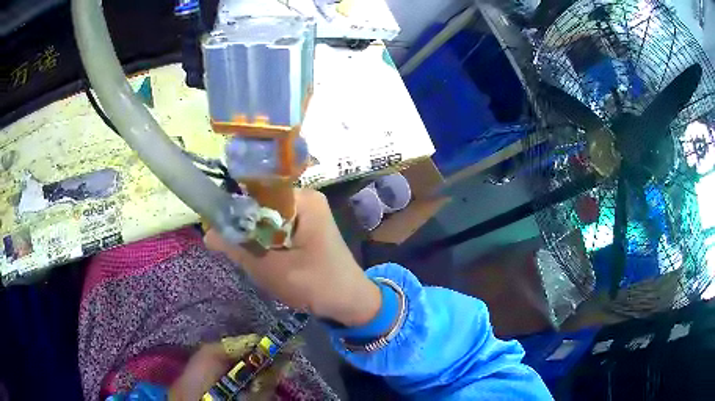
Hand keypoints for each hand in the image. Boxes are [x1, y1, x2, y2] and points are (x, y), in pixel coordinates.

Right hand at [205, 189, 380, 326]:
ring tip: (251, 260)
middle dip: (245, 229)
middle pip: (261, 206)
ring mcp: (306, 214)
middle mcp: (305, 199)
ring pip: (266, 220)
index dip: (234, 209)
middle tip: (234, 251)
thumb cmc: (317, 285)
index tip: (217, 228)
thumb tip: (207, 232)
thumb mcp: (271, 269)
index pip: (257, 191)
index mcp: (303, 199)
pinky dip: (266, 244)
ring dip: (255, 240)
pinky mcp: (305, 229)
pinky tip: (265, 261)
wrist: (351, 303)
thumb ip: (238, 248)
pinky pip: (276, 230)